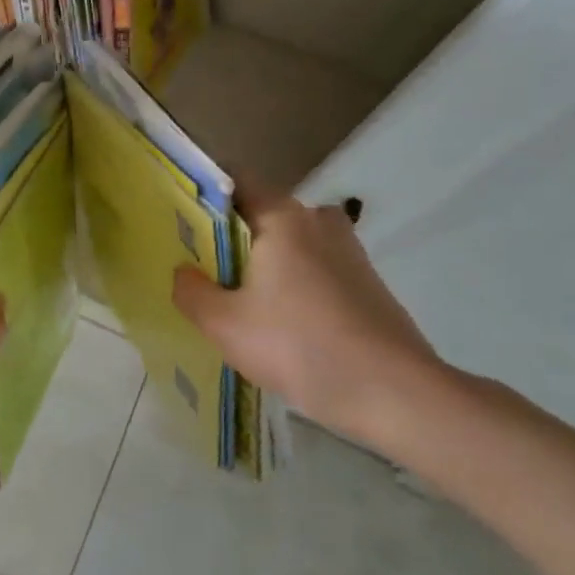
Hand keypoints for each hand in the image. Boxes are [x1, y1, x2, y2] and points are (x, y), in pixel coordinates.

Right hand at [173, 197, 440, 448]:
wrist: (394, 394)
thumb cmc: (299, 346)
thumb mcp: (224, 324)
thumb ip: (190, 291)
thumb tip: (183, 272)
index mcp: (282, 217)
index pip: (235, 180)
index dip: (203, 195)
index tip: (180, 220)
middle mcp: (318, 220)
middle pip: (261, 212)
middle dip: (230, 234)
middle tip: (201, 267)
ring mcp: (348, 250)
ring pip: (290, 242)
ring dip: (263, 261)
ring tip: (237, 297)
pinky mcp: (366, 281)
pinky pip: (314, 266)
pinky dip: (292, 281)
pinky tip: (280, 321)